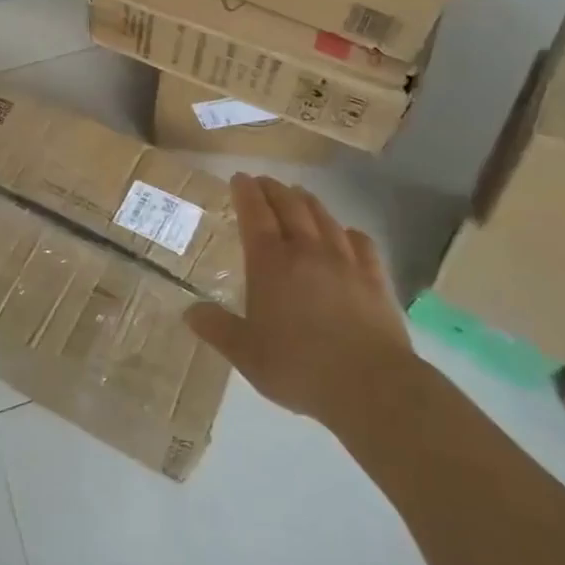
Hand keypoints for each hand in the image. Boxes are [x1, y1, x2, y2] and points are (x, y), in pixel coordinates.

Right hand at [186, 174, 414, 437]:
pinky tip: (347, 233)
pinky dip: (348, 232)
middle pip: (289, 206)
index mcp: (270, 262)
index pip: (255, 214)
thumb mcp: (246, 354)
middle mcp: (307, 251)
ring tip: (298, 194)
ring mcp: (345, 262)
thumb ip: (217, 329)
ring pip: (324, 218)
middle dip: (273, 189)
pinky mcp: (375, 279)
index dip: (245, 192)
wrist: (372, 386)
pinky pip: (361, 243)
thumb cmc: (299, 367)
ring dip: (307, 201)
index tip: (239, 178)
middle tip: (263, 181)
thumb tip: (189, 312)